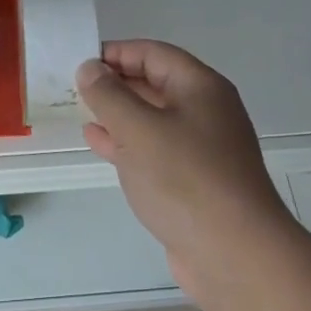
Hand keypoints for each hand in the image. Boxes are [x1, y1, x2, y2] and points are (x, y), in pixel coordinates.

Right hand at [78, 40, 297, 302]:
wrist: (236, 257)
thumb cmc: (186, 179)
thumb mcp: (138, 129)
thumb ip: (109, 95)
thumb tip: (90, 68)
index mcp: (200, 87)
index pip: (153, 53)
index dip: (116, 52)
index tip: (79, 61)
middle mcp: (205, 111)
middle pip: (154, 83)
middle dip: (115, 83)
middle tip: (74, 86)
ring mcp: (201, 148)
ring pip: (152, 118)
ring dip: (118, 113)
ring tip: (80, 110)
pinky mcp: (194, 181)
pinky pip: (154, 149)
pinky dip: (126, 142)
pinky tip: (98, 142)